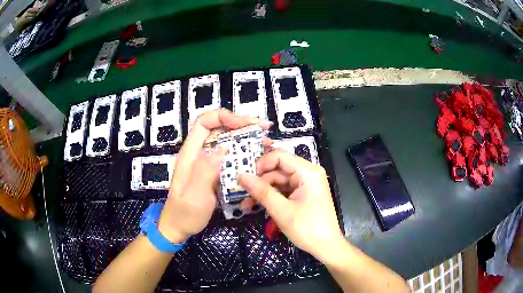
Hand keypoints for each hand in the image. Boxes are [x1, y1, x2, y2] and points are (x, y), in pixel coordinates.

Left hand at [158, 110, 271, 243]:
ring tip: (267, 142)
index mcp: (190, 154)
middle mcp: (199, 153)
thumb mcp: (194, 196)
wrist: (179, 227)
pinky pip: (231, 157)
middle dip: (242, 124)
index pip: (204, 123)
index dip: (223, 117)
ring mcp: (207, 162)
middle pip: (219, 128)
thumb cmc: (185, 213)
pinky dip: (246, 153)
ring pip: (227, 141)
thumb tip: (222, 148)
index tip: (244, 124)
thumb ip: (205, 171)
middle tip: (264, 128)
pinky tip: (259, 157)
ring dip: (247, 138)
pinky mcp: (215, 171)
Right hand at [238, 150, 343, 259]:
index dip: (261, 164)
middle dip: (259, 182)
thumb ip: (261, 191)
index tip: (246, 177)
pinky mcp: (303, 194)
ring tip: (246, 205)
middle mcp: (308, 173)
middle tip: (241, 193)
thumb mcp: (281, 210)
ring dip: (263, 192)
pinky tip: (258, 207)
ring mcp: (305, 184)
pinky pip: (283, 191)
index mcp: (307, 172)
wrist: (326, 247)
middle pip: (277, 170)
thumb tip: (241, 176)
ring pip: (278, 182)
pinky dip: (271, 198)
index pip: (279, 156)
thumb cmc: (307, 228)